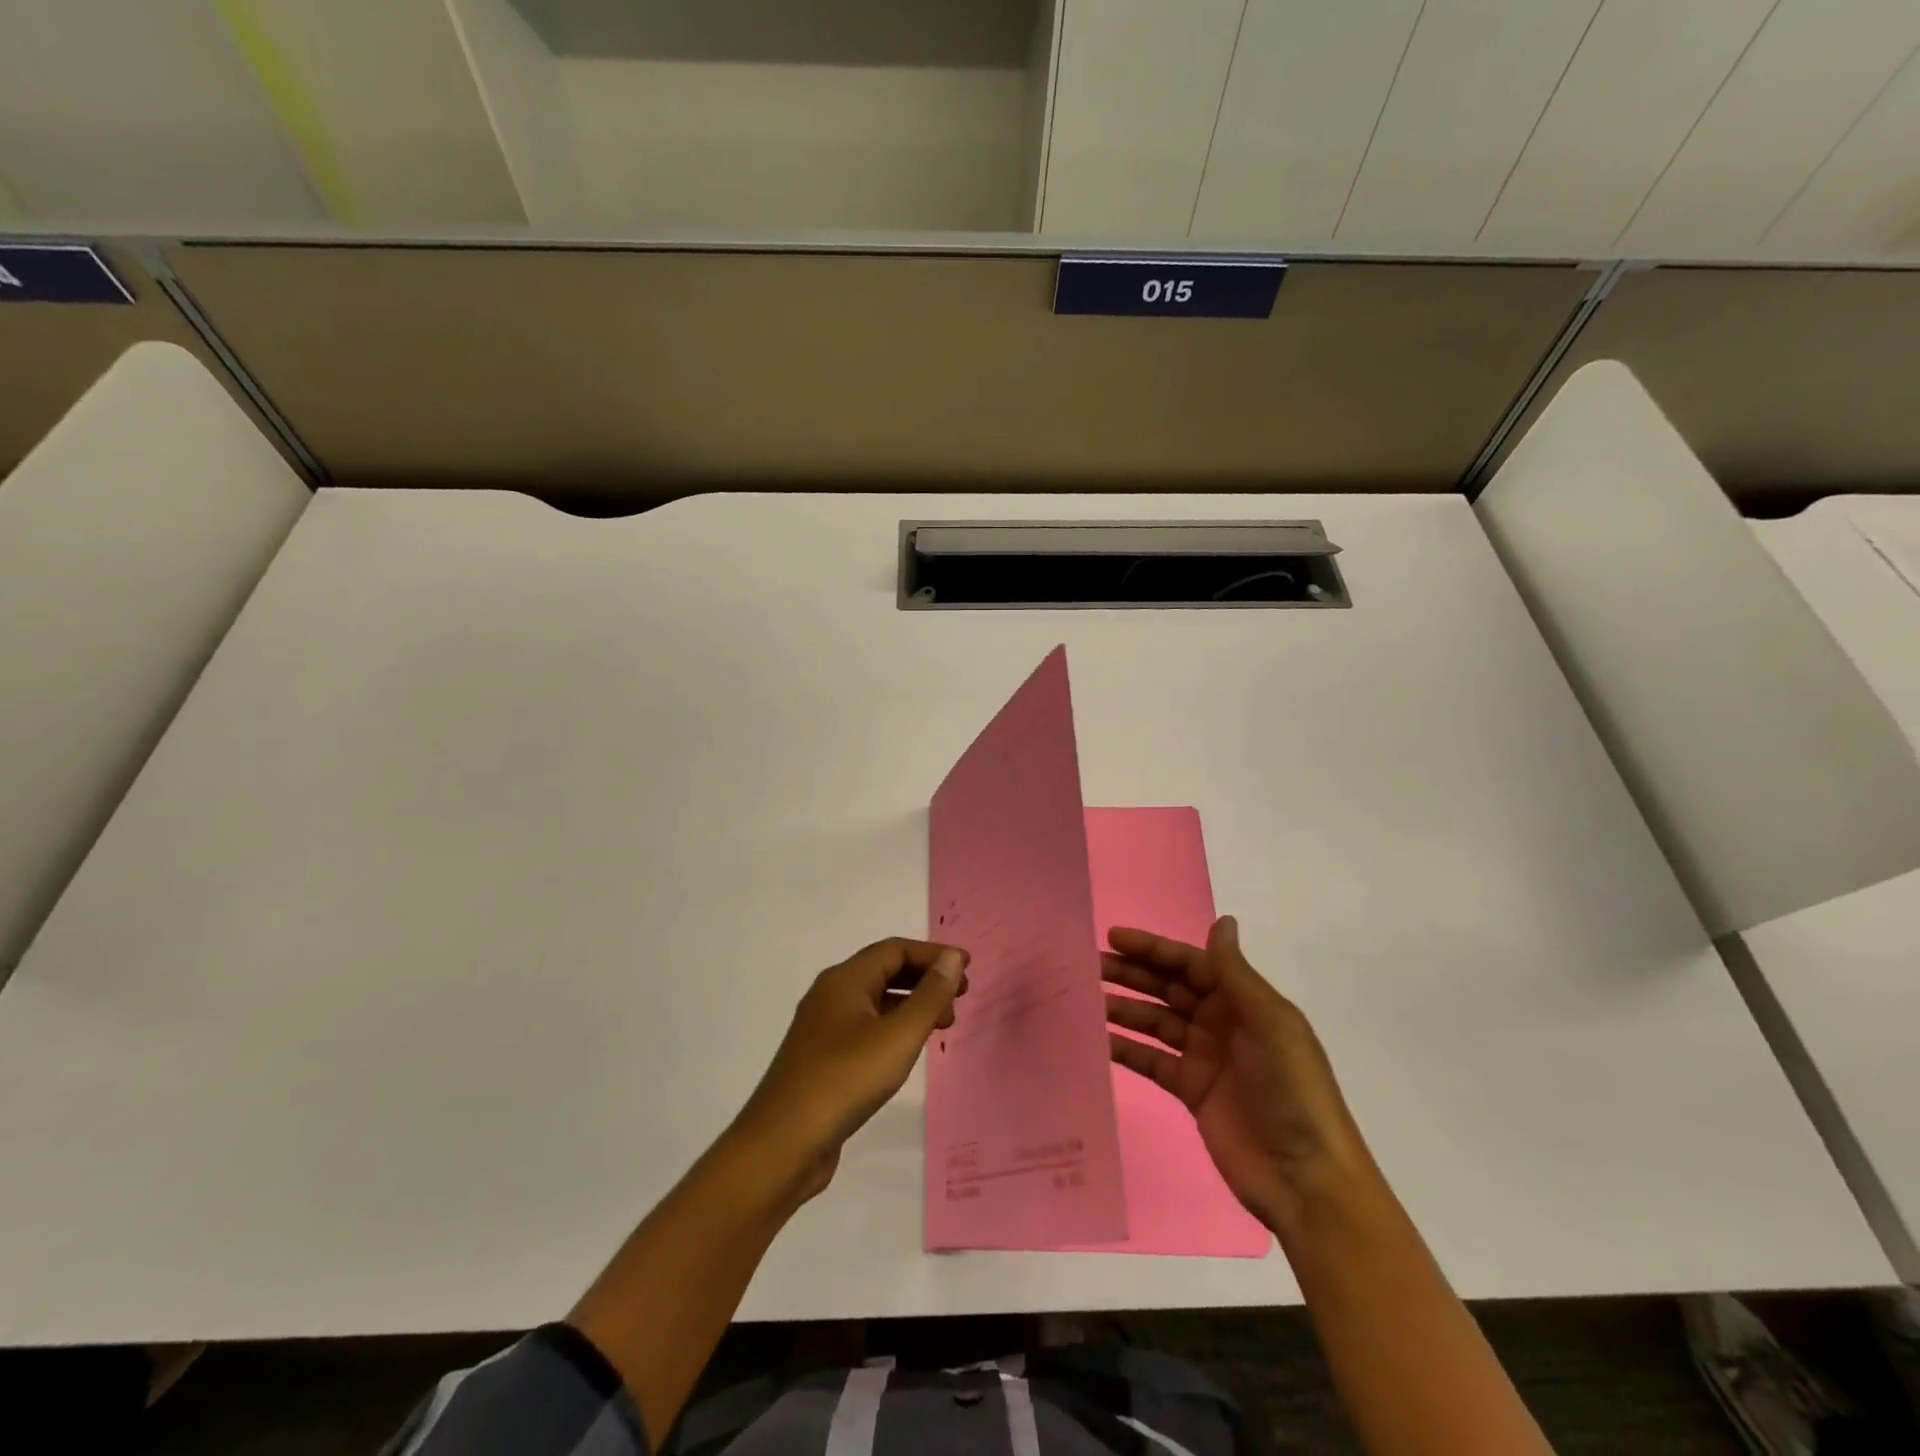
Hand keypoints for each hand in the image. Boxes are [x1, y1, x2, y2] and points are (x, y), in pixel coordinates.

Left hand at [733, 938, 966, 1200]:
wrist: (783, 1144)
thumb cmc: (845, 1080)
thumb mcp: (897, 1036)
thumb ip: (929, 995)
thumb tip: (952, 957)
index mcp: (844, 980)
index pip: (895, 950)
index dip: (933, 954)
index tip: (966, 968)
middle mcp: (831, 995)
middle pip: (885, 971)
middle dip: (925, 978)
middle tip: (961, 997)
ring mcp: (824, 1028)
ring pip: (877, 1001)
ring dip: (913, 1004)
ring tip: (944, 1025)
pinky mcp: (824, 1058)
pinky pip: (867, 1027)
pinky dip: (895, 1027)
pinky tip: (910, 1050)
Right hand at [1104, 915, 1374, 1234]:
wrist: (1305, 1179)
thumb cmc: (1292, 1090)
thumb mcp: (1270, 1024)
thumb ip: (1236, 974)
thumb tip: (1222, 920)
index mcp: (1243, 1001)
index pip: (1190, 963)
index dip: (1153, 949)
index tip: (1113, 937)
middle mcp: (1221, 1022)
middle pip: (1168, 988)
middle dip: (1132, 974)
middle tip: (1090, 965)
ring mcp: (1204, 1057)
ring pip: (1155, 1021)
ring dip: (1124, 1008)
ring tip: (1085, 998)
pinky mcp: (1191, 1091)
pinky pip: (1152, 1060)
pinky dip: (1126, 1049)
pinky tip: (1098, 1039)